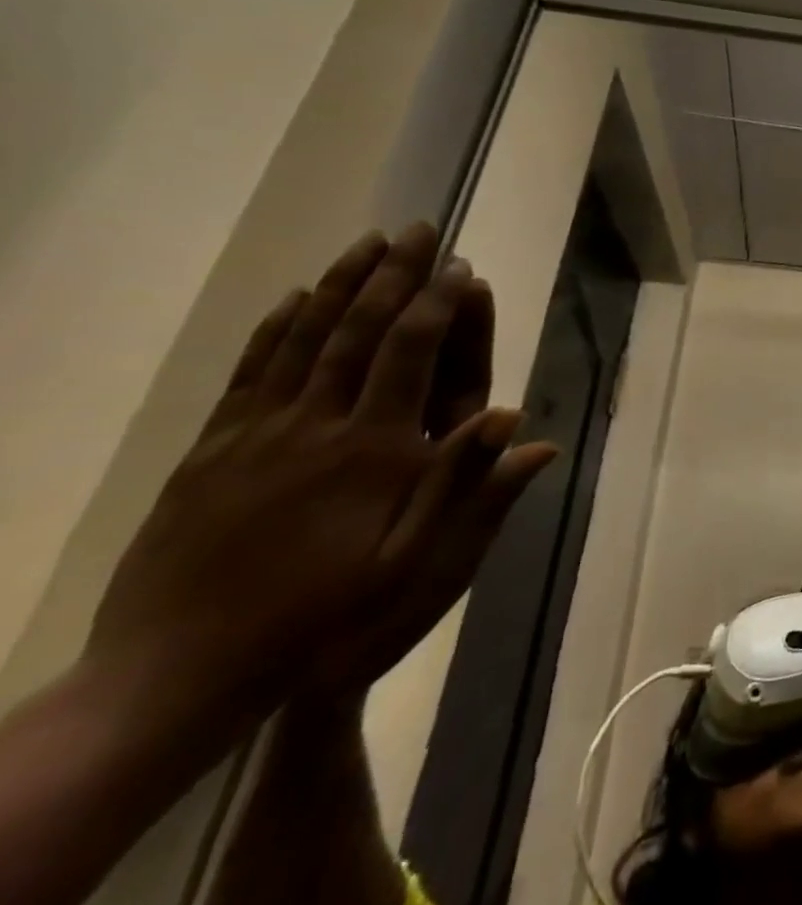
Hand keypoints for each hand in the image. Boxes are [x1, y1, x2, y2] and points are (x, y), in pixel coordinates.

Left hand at [84, 223, 551, 722]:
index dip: (439, 304)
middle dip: (395, 274)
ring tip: (368, 243)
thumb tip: (521, 424)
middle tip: (419, 230)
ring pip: (304, 339)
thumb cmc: (321, 618)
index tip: (461, 266)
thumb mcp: (413, 567)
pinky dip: (277, 327)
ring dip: (340, 284)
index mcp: (373, 450)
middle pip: (359, 331)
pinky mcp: (213, 449)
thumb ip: (468, 490)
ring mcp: (257, 434)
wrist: (177, 675)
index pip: (411, 355)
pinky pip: (250, 372)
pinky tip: (296, 299)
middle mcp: (317, 425)